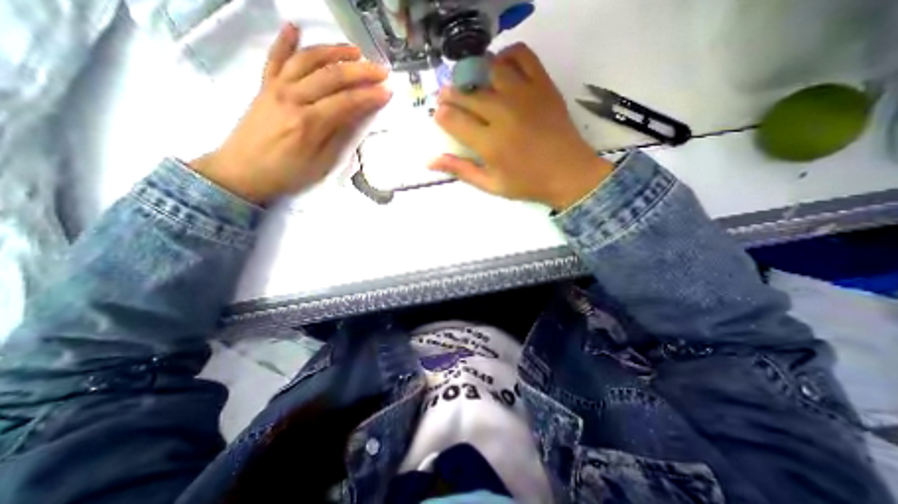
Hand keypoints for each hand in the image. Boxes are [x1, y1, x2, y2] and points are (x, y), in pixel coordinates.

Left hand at [192, 22, 391, 204]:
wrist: (243, 171)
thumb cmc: (288, 174)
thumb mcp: (321, 163)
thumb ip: (339, 137)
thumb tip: (357, 116)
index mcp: (310, 123)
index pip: (347, 102)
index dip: (370, 96)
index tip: (388, 92)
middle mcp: (293, 98)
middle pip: (332, 76)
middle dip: (360, 71)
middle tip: (381, 70)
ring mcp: (276, 88)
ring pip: (308, 60)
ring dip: (333, 51)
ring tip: (355, 50)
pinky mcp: (264, 86)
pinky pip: (275, 58)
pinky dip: (284, 41)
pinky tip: (294, 27)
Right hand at [426, 41, 609, 208]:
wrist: (568, 173)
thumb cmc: (527, 183)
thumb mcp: (490, 185)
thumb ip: (461, 170)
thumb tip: (430, 161)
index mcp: (489, 143)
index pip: (453, 120)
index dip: (441, 115)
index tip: (441, 116)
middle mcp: (502, 114)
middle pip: (466, 94)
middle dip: (451, 95)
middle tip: (449, 99)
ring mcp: (524, 96)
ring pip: (489, 70)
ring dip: (474, 74)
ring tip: (471, 85)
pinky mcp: (542, 85)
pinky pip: (522, 56)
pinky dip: (507, 56)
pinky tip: (500, 69)